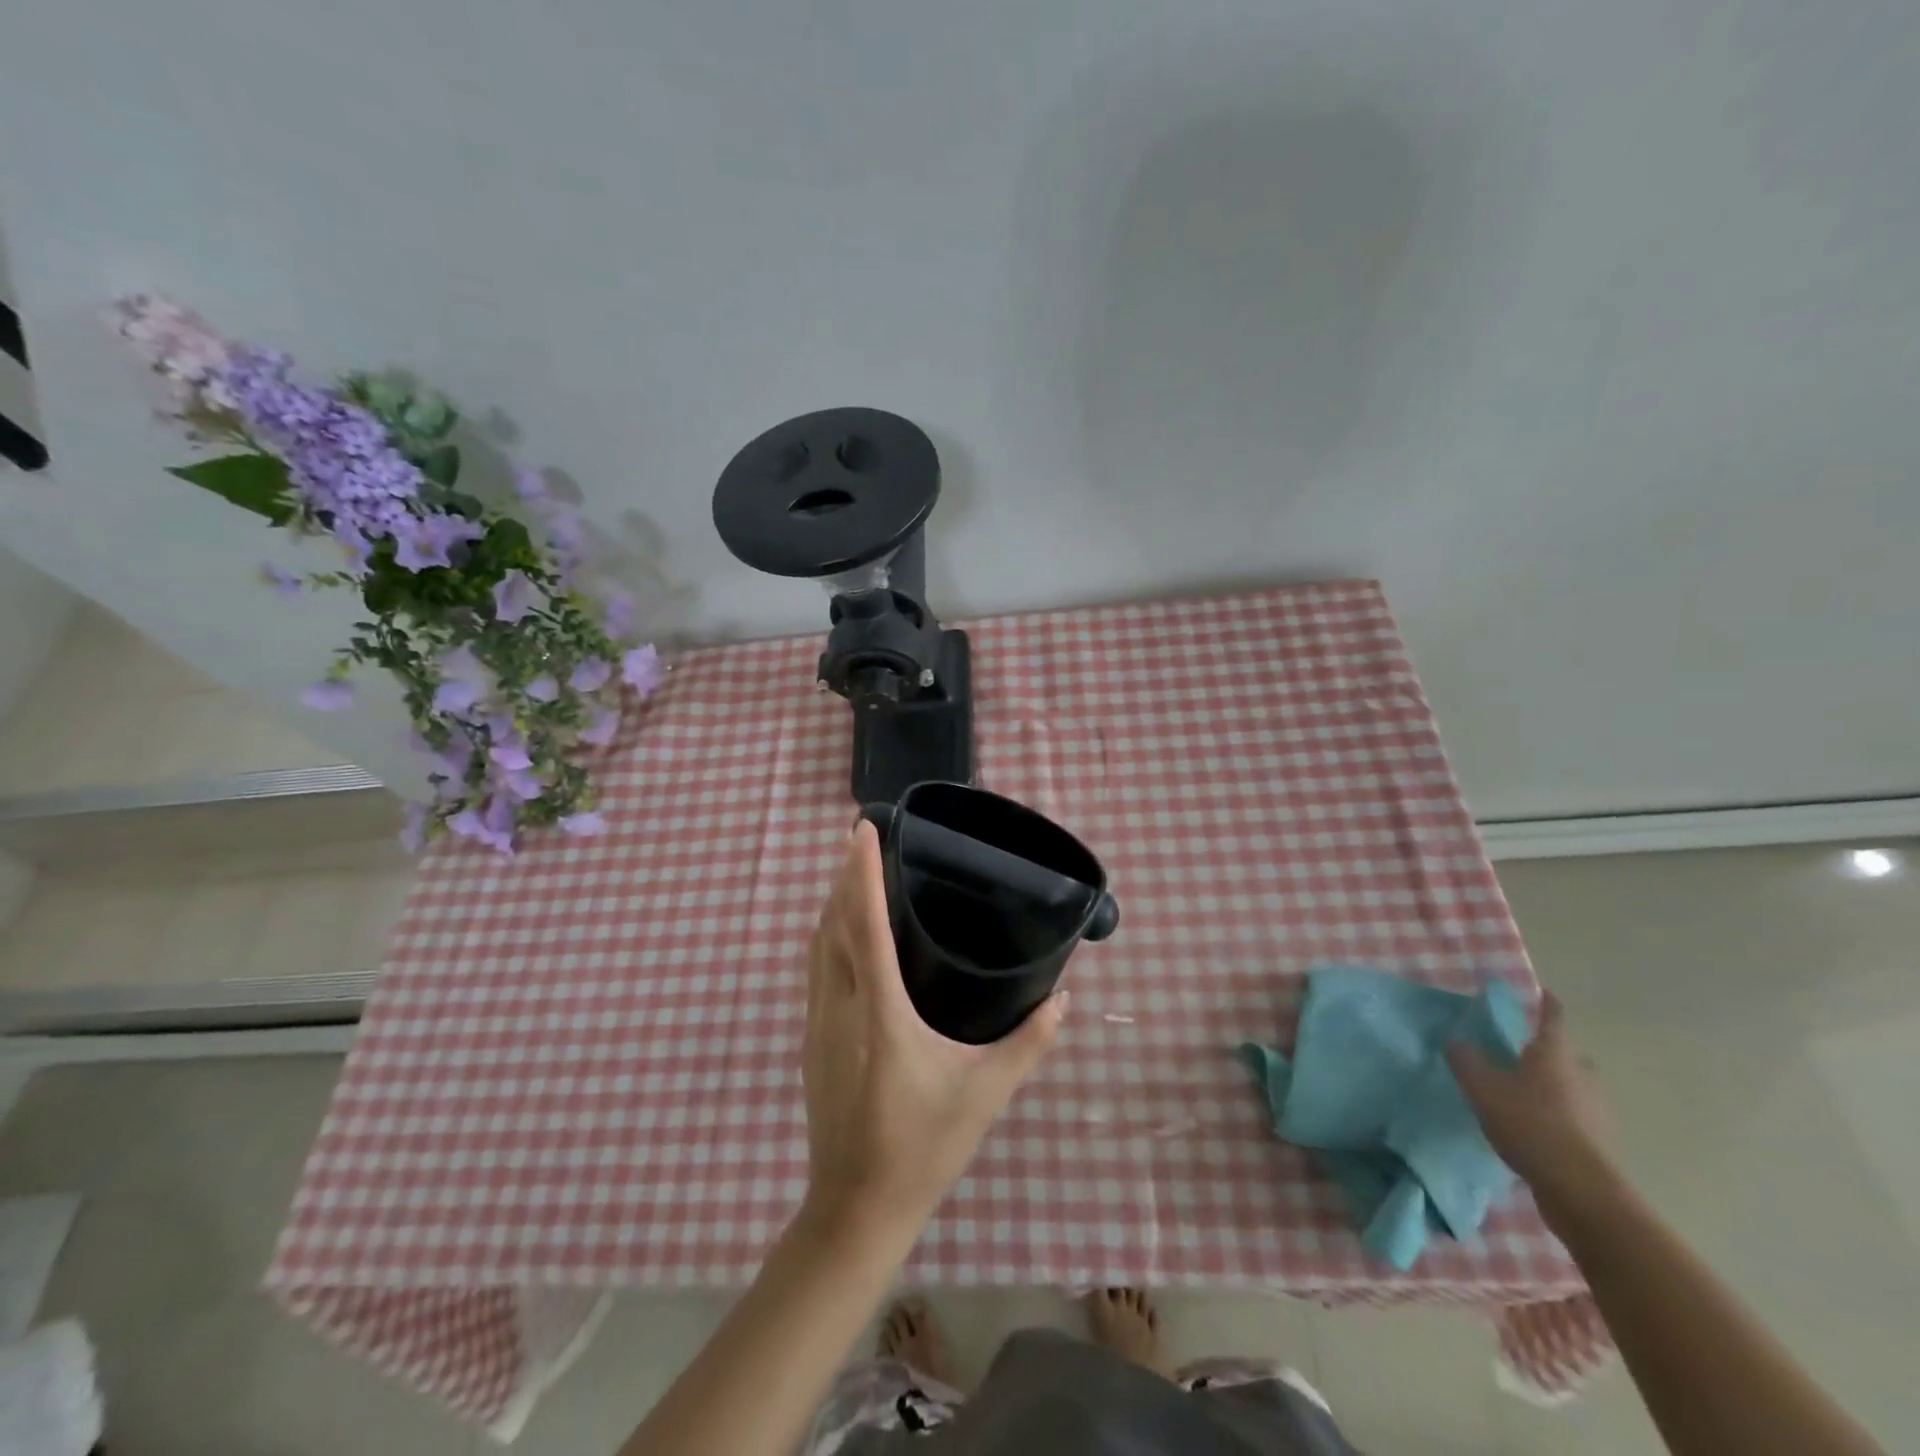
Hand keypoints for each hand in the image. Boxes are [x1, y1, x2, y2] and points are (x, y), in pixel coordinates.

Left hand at [801, 822, 1067, 1241]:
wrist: (855, 1207)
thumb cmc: (924, 1146)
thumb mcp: (986, 1093)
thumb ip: (1029, 1043)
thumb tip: (1063, 999)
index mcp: (880, 1012)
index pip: (865, 924)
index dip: (861, 872)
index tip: (862, 829)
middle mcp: (841, 1006)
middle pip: (832, 923)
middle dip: (844, 875)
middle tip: (863, 839)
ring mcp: (818, 1022)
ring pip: (818, 945)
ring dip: (832, 903)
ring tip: (854, 873)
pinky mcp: (811, 1039)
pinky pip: (816, 968)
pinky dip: (828, 934)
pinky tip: (846, 933)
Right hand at [1448, 992, 1618, 1211]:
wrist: (1579, 1188)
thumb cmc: (1528, 1123)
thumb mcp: (1481, 1087)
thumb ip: (1465, 1059)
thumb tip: (1456, 1040)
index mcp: (1554, 1054)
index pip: (1553, 1018)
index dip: (1545, 1003)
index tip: (1540, 992)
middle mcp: (1582, 1075)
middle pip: (1568, 1054)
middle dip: (1549, 1050)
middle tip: (1522, 1051)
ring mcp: (1597, 1110)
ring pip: (1575, 1086)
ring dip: (1556, 1084)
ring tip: (1526, 1092)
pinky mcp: (1600, 1141)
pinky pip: (1577, 1115)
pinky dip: (1560, 1113)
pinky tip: (1538, 1126)